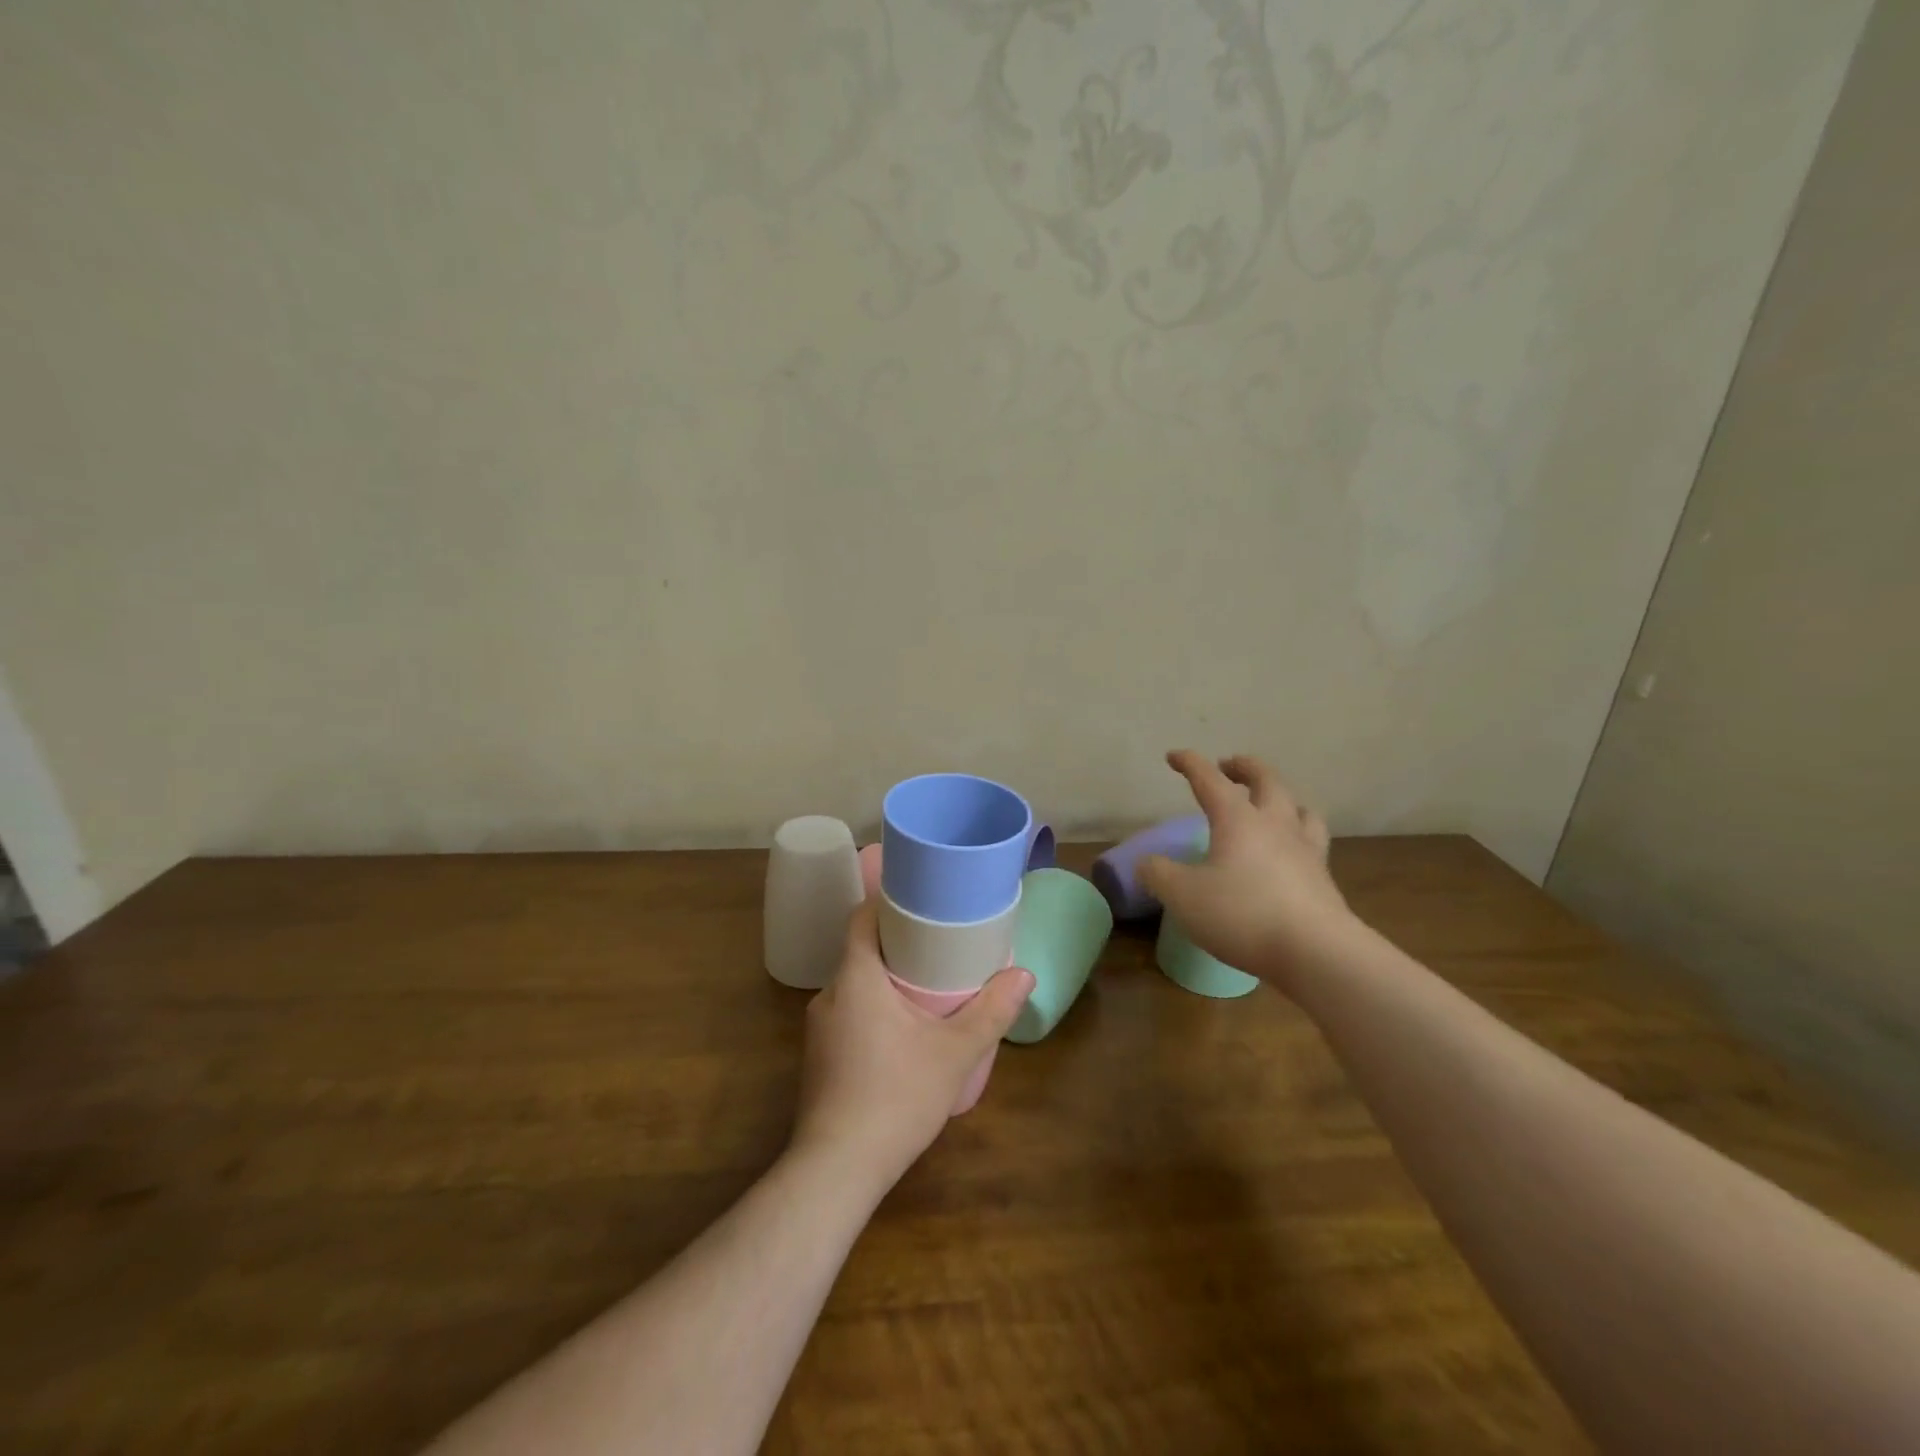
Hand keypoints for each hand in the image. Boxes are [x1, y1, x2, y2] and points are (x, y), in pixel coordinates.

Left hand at [792, 900, 1032, 1192]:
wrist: (837, 1169)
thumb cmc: (896, 1097)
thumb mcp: (955, 1053)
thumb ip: (991, 1012)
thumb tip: (1025, 975)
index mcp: (856, 977)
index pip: (862, 917)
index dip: (888, 902)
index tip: (921, 900)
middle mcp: (829, 994)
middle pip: (861, 950)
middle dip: (898, 944)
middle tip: (939, 945)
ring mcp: (818, 1029)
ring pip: (855, 986)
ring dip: (886, 982)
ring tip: (926, 988)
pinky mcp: (818, 1058)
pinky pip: (848, 1015)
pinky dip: (873, 1010)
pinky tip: (902, 1035)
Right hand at [1138, 750, 1354, 990]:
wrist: (1316, 952)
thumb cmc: (1242, 914)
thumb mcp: (1182, 896)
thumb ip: (1158, 874)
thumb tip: (1145, 862)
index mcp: (1237, 819)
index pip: (1210, 779)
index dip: (1190, 764)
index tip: (1174, 756)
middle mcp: (1275, 824)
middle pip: (1266, 780)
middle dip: (1245, 768)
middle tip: (1229, 766)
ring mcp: (1305, 849)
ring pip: (1299, 807)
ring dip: (1281, 797)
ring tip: (1271, 802)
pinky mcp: (1323, 878)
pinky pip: (1312, 840)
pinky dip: (1298, 833)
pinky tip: (1291, 849)